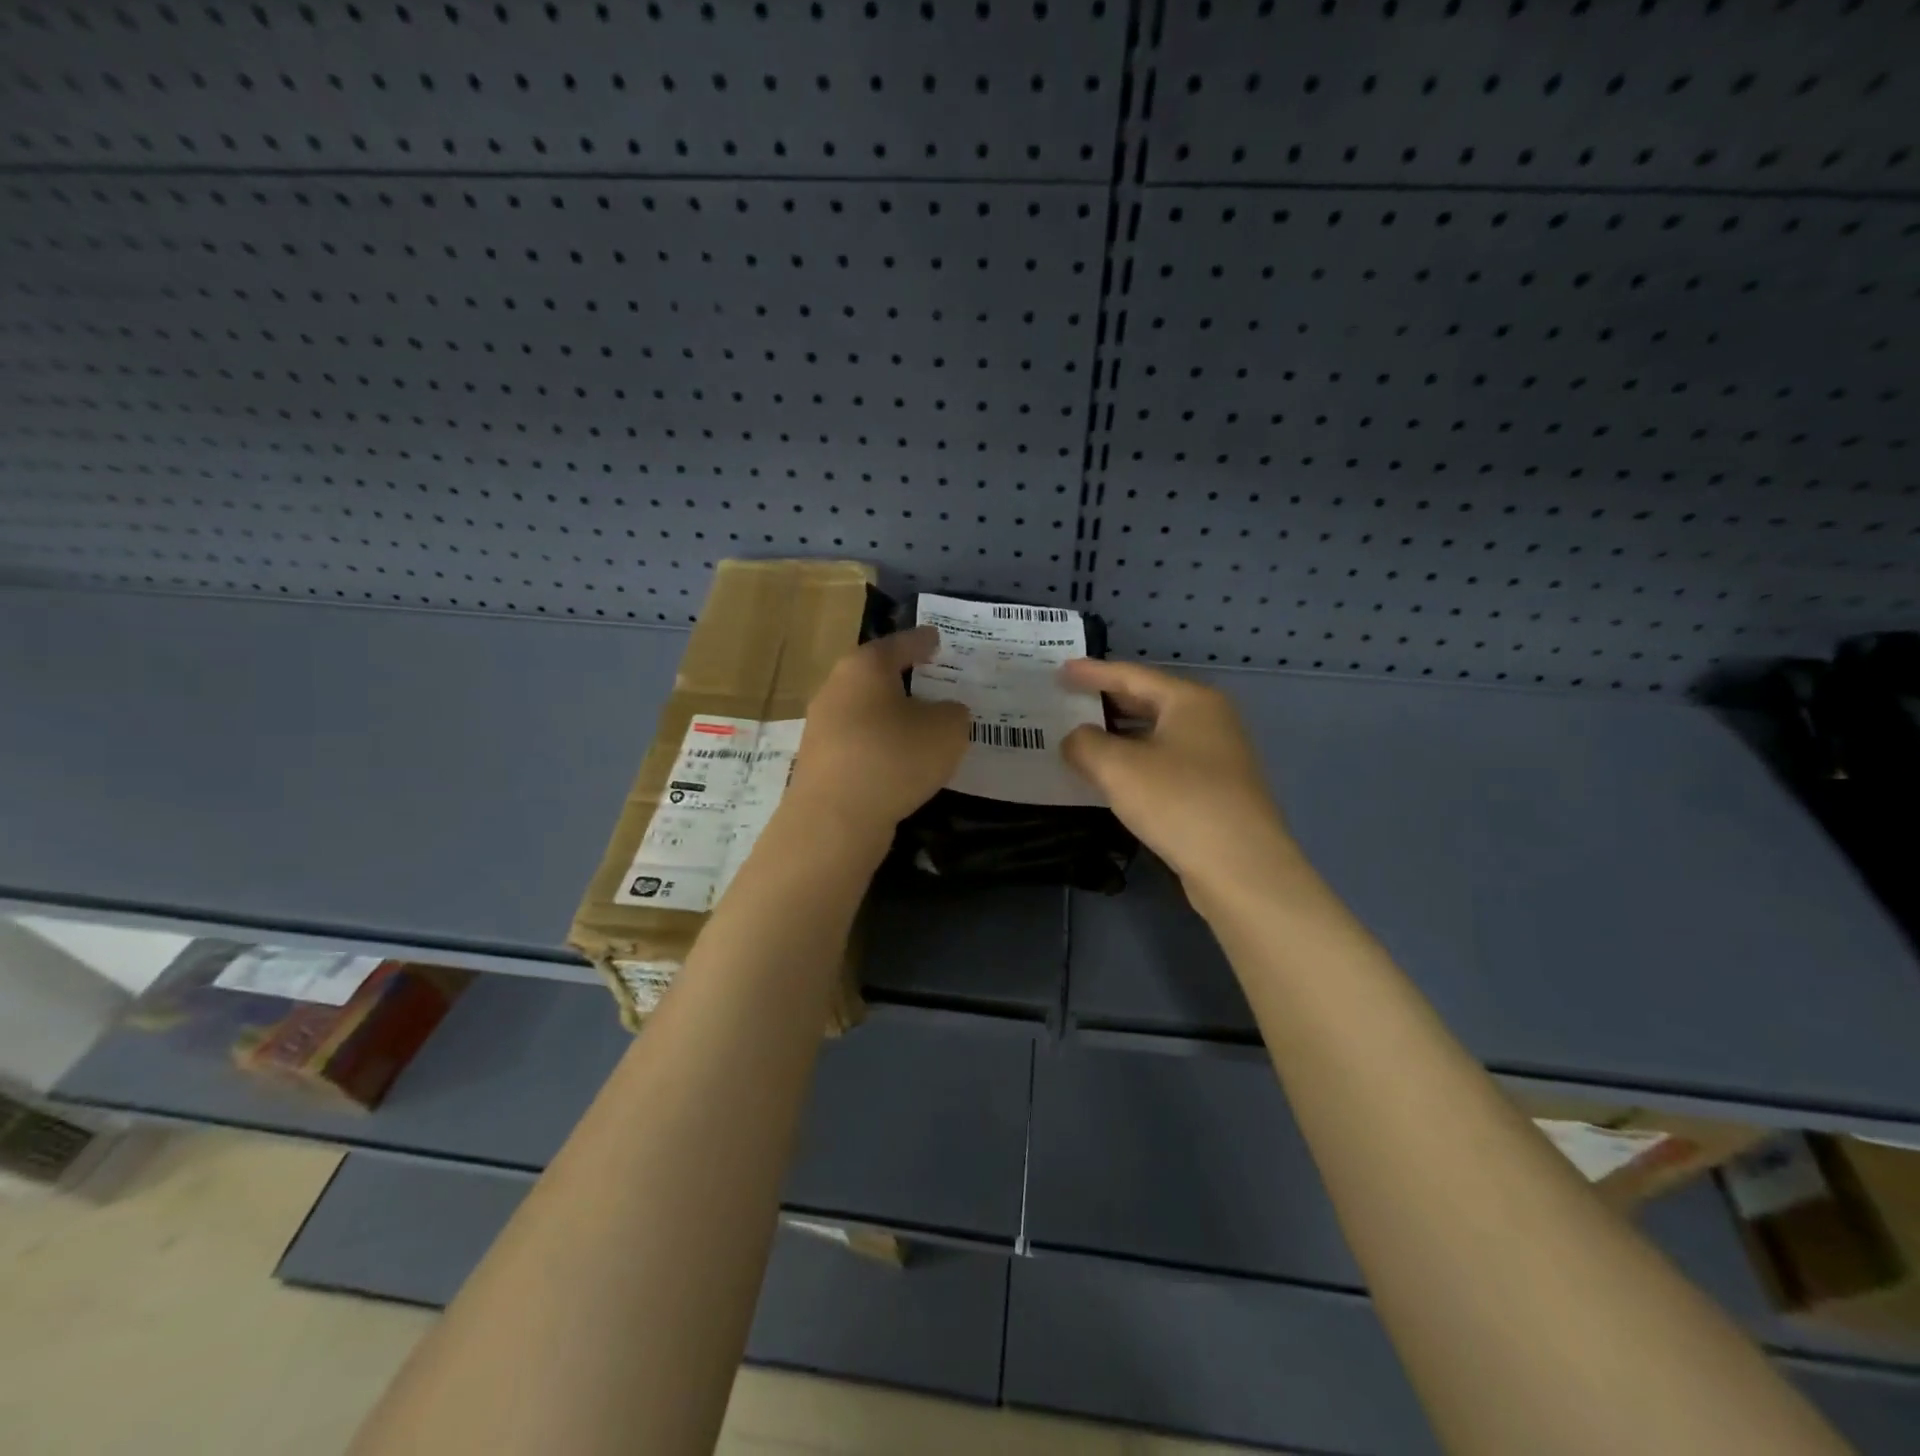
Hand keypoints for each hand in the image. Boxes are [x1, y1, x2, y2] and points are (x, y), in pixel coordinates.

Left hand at [786, 626, 969, 839]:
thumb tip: (943, 712)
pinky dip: (878, 746)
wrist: (834, 819)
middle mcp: (836, 688)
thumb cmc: (894, 758)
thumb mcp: (947, 730)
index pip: (900, 644)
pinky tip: (897, 762)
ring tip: (919, 726)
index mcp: (865, 667)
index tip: (937, 639)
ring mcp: (821, 726)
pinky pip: (857, 743)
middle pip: (875, 676)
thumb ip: (953, 713)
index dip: (922, 641)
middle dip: (903, 678)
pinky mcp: (818, 762)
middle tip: (931, 681)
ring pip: (864, 711)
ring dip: (890, 716)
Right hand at [1060, 659, 1297, 897]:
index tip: (1061, 671)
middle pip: (1148, 701)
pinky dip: (1135, 762)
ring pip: (1157, 734)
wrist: (1241, 867)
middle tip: (1067, 701)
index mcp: (1191, 701)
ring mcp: (1217, 756)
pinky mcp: (1216, 790)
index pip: (1132, 675)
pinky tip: (1112, 777)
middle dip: (1106, 702)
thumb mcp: (1118, 768)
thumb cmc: (1178, 802)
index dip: (1092, 673)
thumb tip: (1075, 740)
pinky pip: (1165, 762)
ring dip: (1118, 736)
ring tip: (1081, 738)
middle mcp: (1210, 720)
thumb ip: (1085, 744)